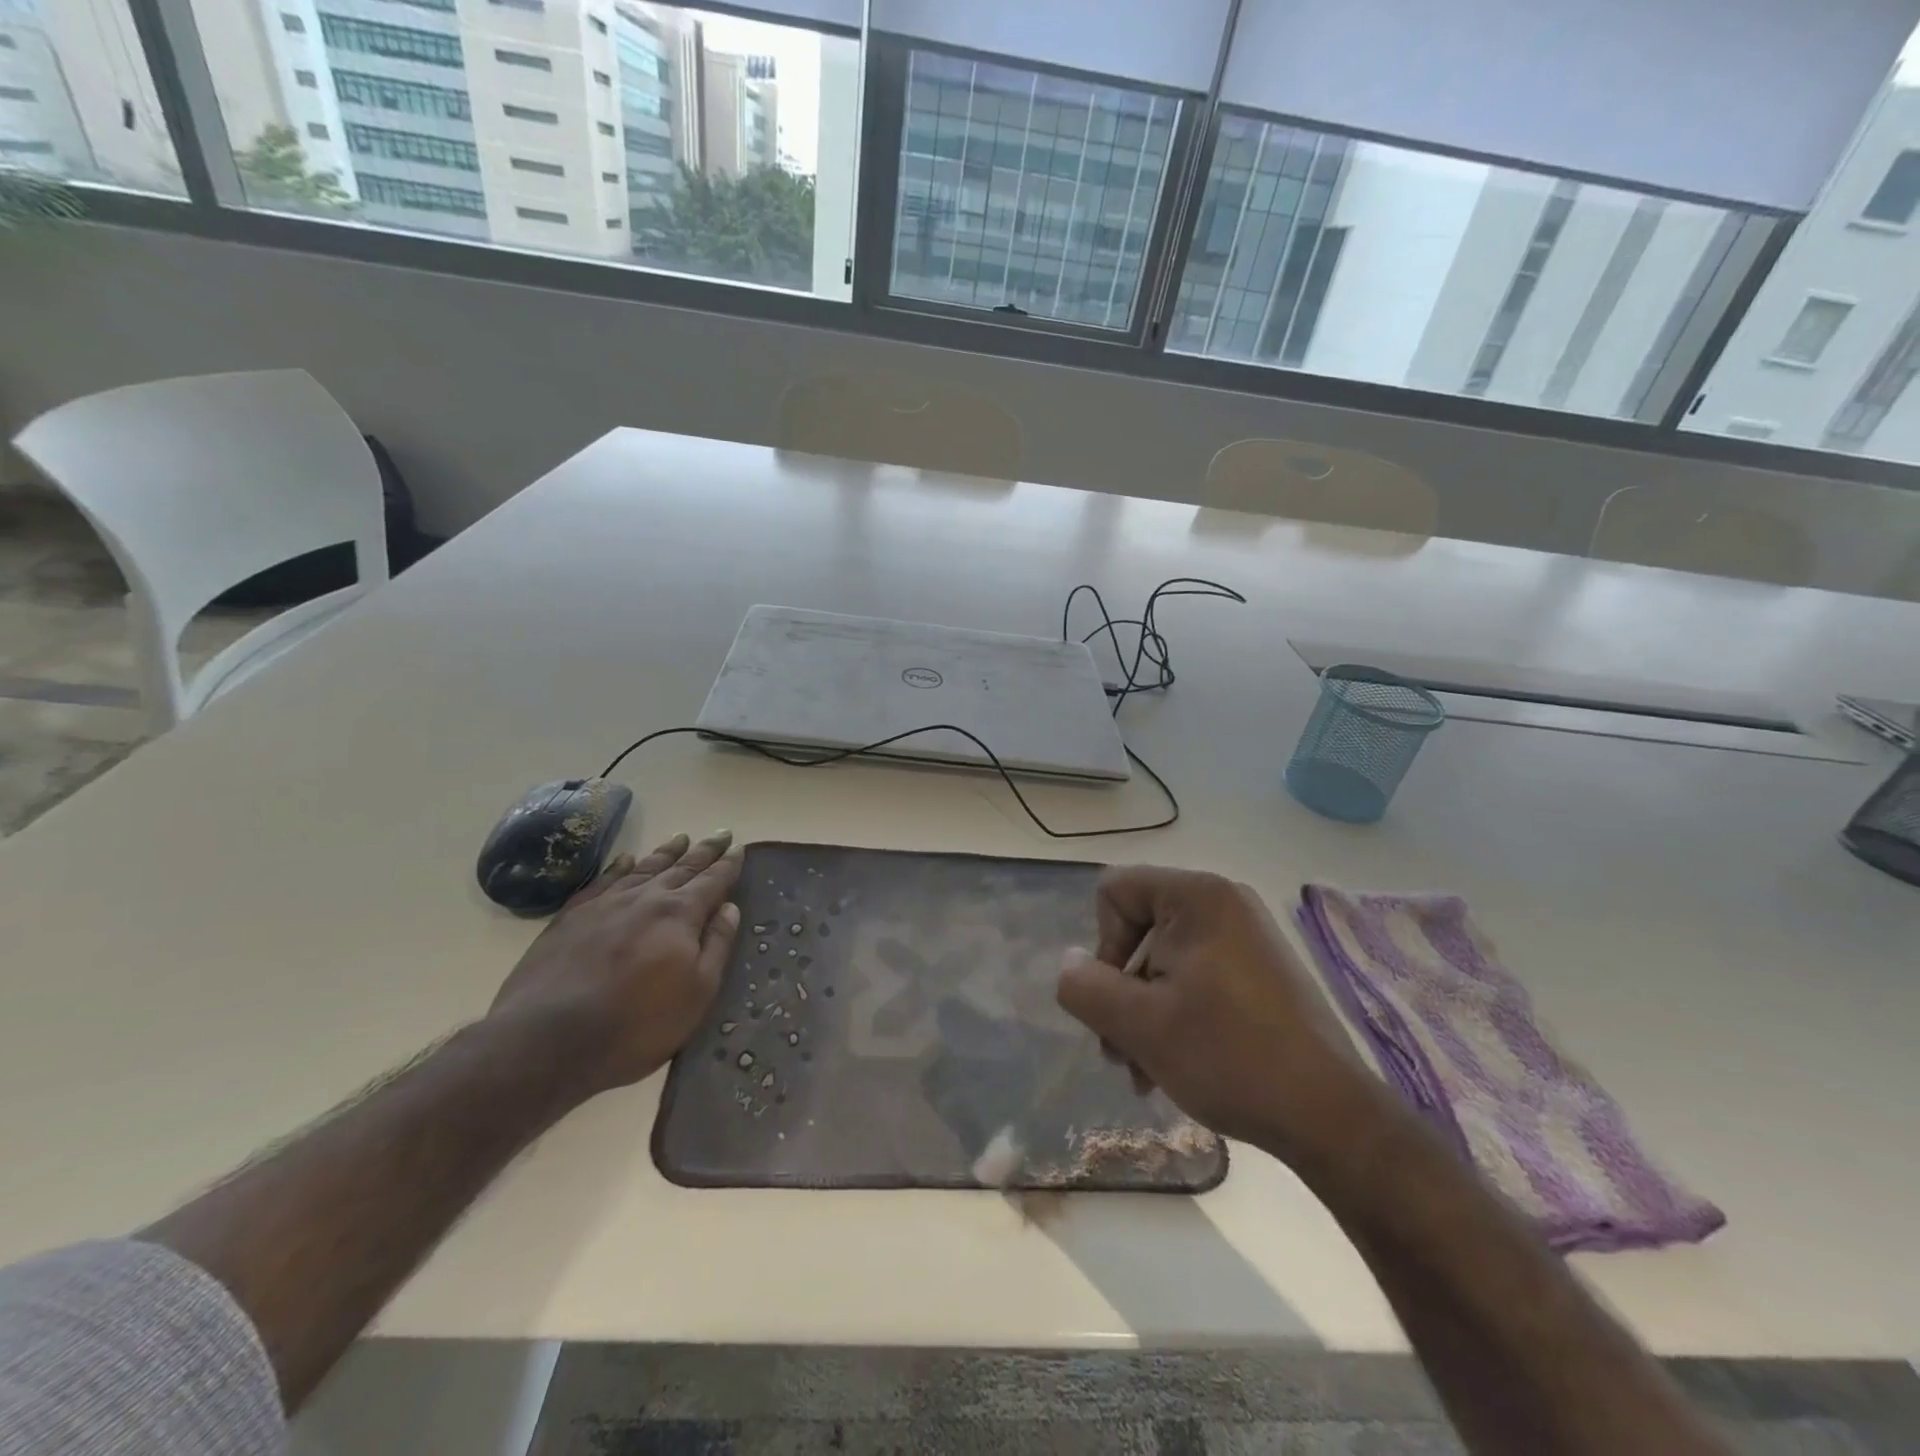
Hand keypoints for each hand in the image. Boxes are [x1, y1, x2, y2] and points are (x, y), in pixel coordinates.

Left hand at [488, 830, 742, 1099]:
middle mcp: (645, 898)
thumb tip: (730, 908)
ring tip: (681, 838)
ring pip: (643, 868)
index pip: (712, 881)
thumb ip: (716, 945)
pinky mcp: (571, 918)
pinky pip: (602, 881)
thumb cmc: (637, 1023)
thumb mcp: (697, 992)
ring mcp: (605, 904)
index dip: (728, 865)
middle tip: (721, 834)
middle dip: (704, 851)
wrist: (548, 1039)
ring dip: (666, 853)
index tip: (740, 847)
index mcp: (680, 914)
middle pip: (681, 867)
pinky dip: (618, 867)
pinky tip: (625, 860)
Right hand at [1056, 865, 1386, 1163]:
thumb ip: (1086, 987)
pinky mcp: (1262, 971)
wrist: (1330, 1116)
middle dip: (1122, 992)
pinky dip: (1177, 1014)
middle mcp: (1224, 903)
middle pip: (1139, 930)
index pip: (1115, 891)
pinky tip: (1175, 1065)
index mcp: (1197, 897)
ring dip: (1144, 1013)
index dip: (1104, 945)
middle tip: (1120, 1052)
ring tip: (1145, 1071)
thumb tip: (1068, 964)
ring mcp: (1248, 937)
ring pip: (1165, 960)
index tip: (1120, 1000)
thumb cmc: (1228, 1056)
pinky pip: (1197, 976)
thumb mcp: (1139, 1026)